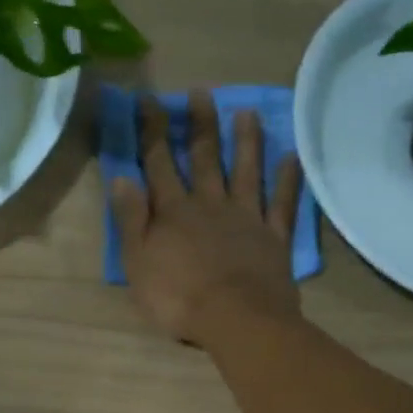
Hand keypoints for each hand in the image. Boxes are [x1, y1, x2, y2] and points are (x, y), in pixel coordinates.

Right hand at [110, 92, 302, 346]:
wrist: (236, 320)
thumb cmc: (178, 298)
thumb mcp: (138, 263)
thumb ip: (131, 220)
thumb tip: (121, 178)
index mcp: (174, 212)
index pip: (158, 163)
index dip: (152, 131)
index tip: (149, 101)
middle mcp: (210, 204)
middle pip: (204, 158)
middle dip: (199, 124)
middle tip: (201, 92)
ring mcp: (246, 218)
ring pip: (246, 171)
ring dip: (246, 141)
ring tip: (248, 112)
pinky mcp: (274, 237)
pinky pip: (282, 202)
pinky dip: (287, 179)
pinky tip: (291, 157)